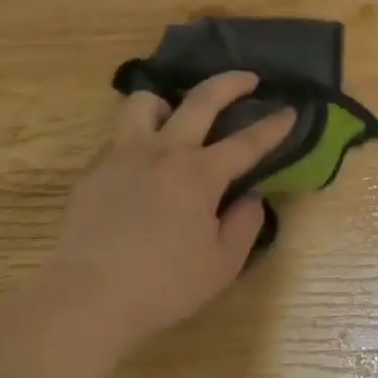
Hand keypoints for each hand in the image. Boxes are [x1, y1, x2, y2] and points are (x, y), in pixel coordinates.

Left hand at [48, 71, 295, 351]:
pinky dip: (137, 140)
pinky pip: (119, 138)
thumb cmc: (162, 286)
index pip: (247, 142)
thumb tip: (251, 197)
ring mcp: (123, 155)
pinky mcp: (94, 169)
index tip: (290, 110)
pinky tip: (140, 167)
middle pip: (202, 99)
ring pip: (145, 102)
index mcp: (199, 175)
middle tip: (248, 79)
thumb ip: (244, 225)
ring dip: (167, 102)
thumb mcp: (222, 266)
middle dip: (231, 82)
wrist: (87, 298)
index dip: (273, 125)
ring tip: (174, 117)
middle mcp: (163, 152)